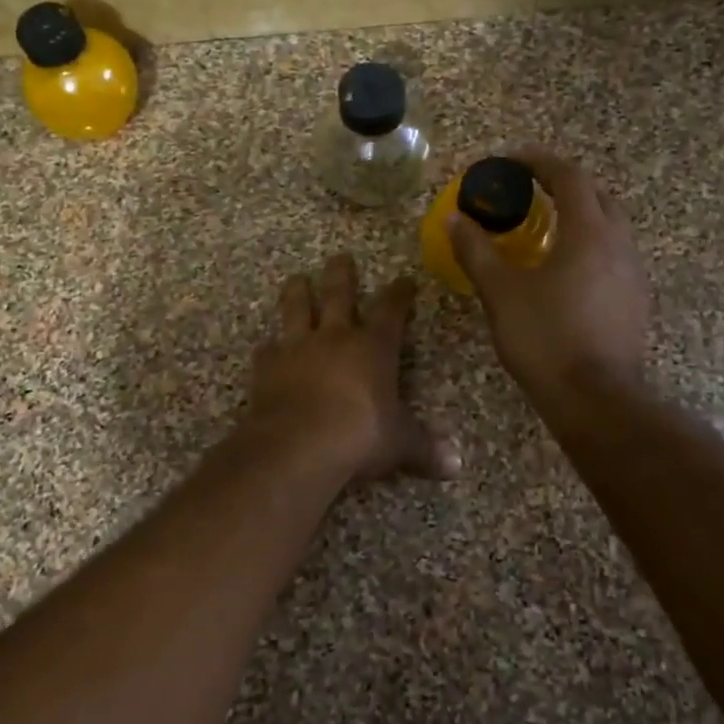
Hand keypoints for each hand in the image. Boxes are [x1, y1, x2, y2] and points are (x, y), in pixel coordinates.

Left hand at [245, 255, 458, 482]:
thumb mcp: (400, 444)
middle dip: (341, 274)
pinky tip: (267, 347)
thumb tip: (456, 467)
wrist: (298, 443)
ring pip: (296, 308)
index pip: (391, 310)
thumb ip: (425, 449)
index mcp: (373, 347)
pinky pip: (267, 349)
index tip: (404, 280)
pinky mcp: (267, 366)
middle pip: (338, 294)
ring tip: (297, 279)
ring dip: (297, 292)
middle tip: (340, 257)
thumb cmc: (360, 436)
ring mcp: (297, 347)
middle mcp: (335, 337)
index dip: (400, 294)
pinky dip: (269, 347)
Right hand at [448, 148, 650, 404]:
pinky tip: (564, 269)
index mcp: (588, 233)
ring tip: (545, 228)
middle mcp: (618, 244)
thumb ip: (476, 251)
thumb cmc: (545, 338)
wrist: (595, 399)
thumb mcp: (501, 292)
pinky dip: (589, 244)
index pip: (569, 177)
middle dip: (564, 185)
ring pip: (610, 226)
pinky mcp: (635, 300)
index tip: (512, 160)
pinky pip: (613, 254)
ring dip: (579, 215)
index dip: (539, 161)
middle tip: (530, 191)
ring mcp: (633, 273)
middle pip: (597, 196)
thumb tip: (454, 218)